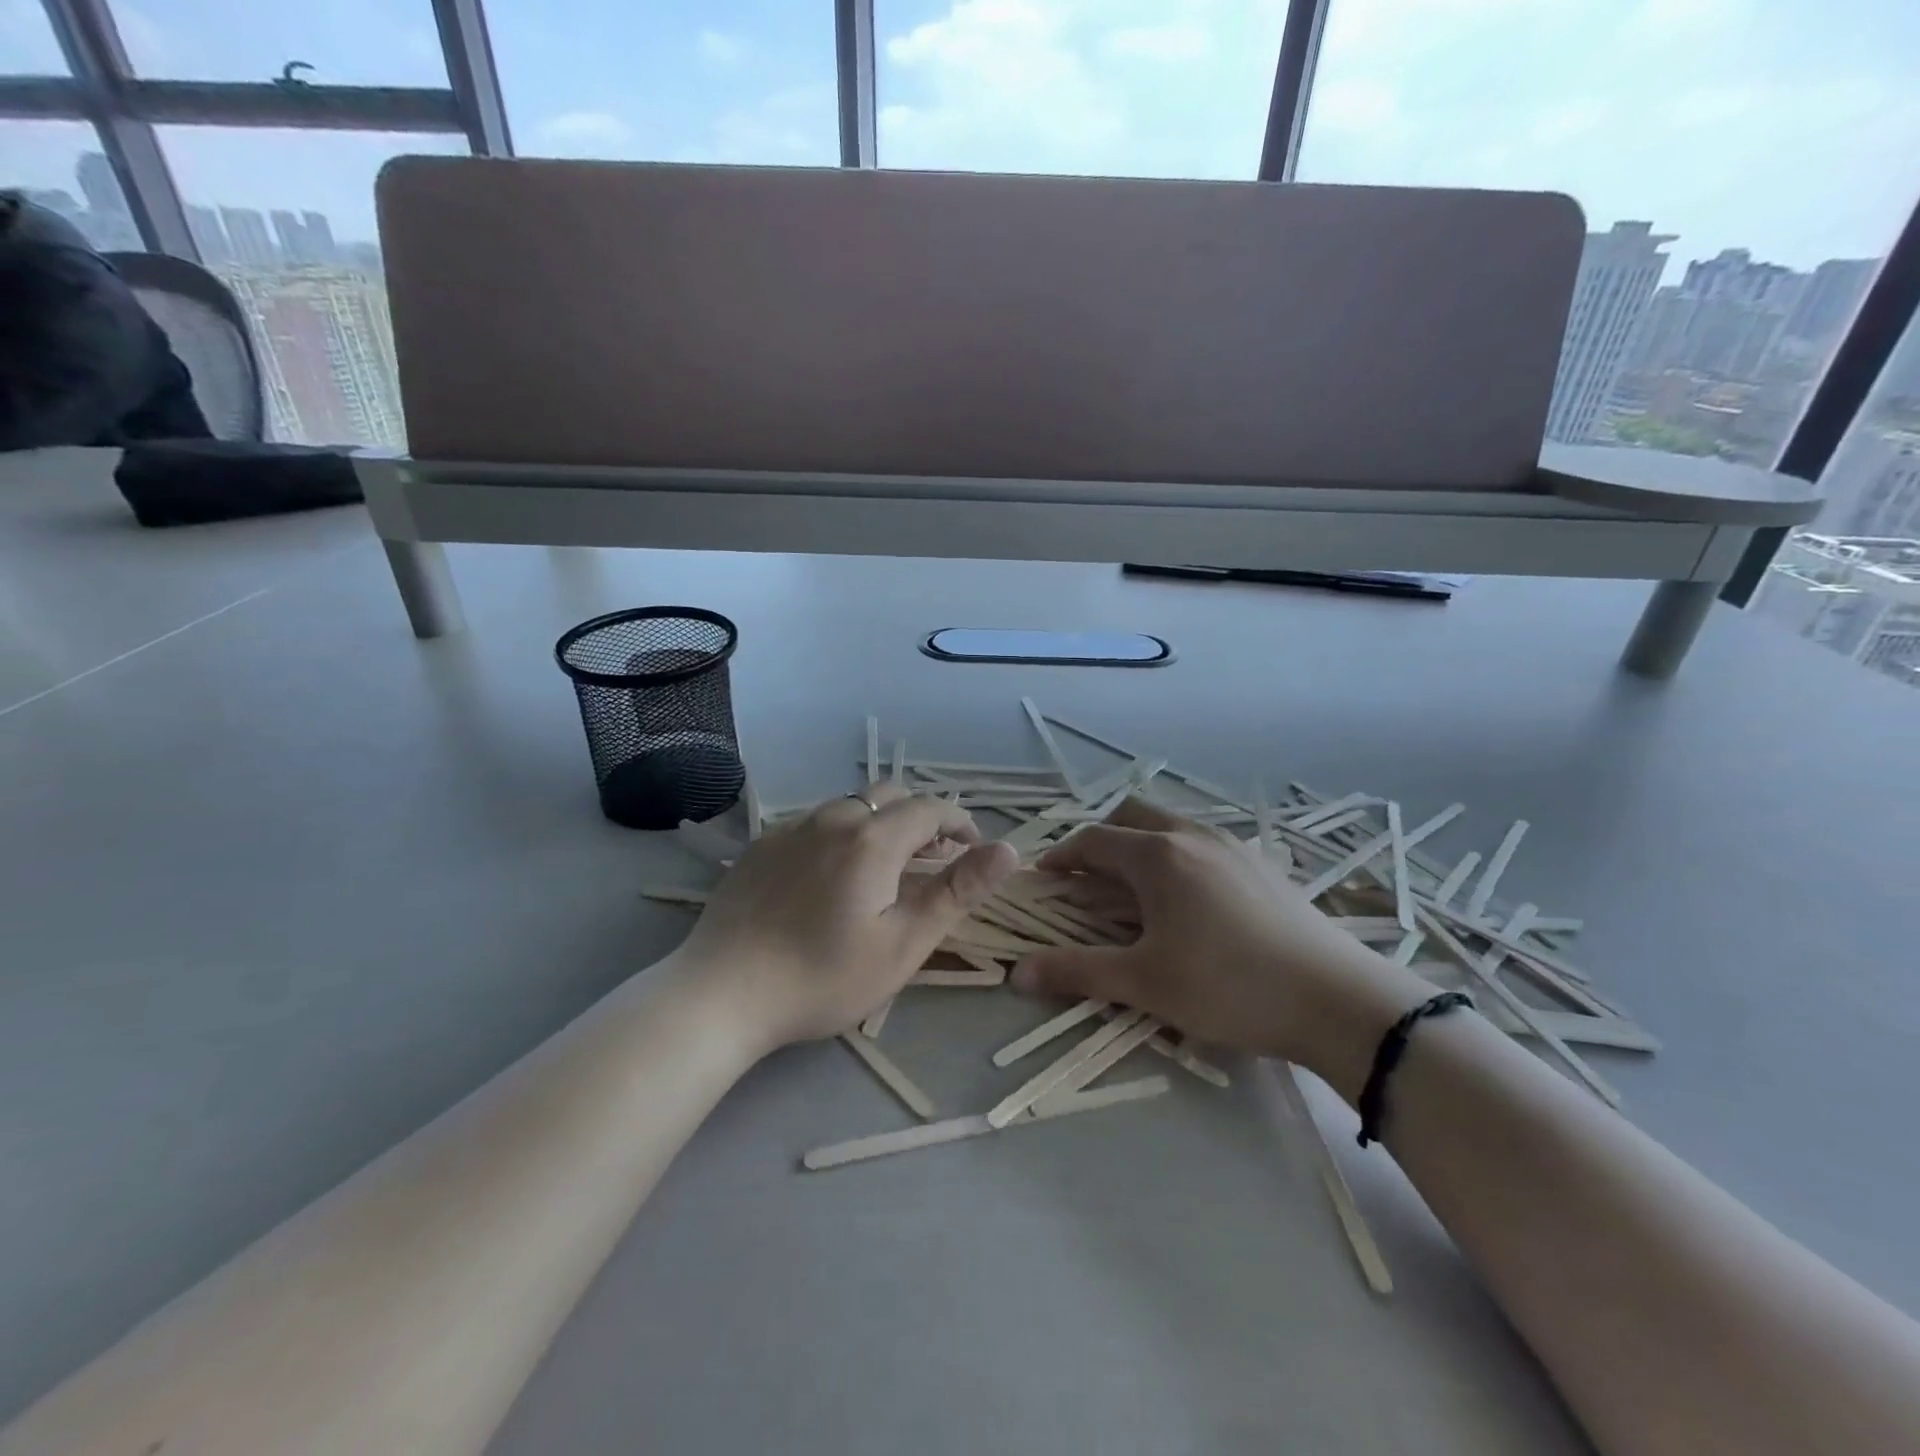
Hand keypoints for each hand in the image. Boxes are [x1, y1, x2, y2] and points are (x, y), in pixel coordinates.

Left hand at [679, 784, 1017, 1052]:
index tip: (974, 849)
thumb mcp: (903, 943)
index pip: (931, 808)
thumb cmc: (823, 976)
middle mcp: (832, 818)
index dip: (960, 823)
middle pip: (890, 796)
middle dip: (921, 819)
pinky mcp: (762, 844)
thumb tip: (1008, 851)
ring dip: (881, 825)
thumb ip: (958, 891)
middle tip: (933, 860)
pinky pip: (816, 823)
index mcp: (873, 838)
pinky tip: (831, 878)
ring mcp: (791, 828)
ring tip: (885, 869)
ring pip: (851, 807)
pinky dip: (842, 835)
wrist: (720, 993)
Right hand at [1013, 800, 1428, 1086]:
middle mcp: (1192, 835)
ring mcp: (1233, 845)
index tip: (1045, 879)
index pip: (1092, 840)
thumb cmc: (1227, 986)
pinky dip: (1177, 854)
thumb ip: (1076, 972)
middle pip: (1131, 815)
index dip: (1062, 857)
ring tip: (1136, 888)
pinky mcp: (1262, 865)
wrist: (1337, 1000)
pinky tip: (1191, 899)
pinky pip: (1204, 842)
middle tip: (1088, 879)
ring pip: (1171, 824)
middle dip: (1101, 839)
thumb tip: (1016, 973)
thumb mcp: (1144, 983)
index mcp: (1156, 854)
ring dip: (1141, 843)